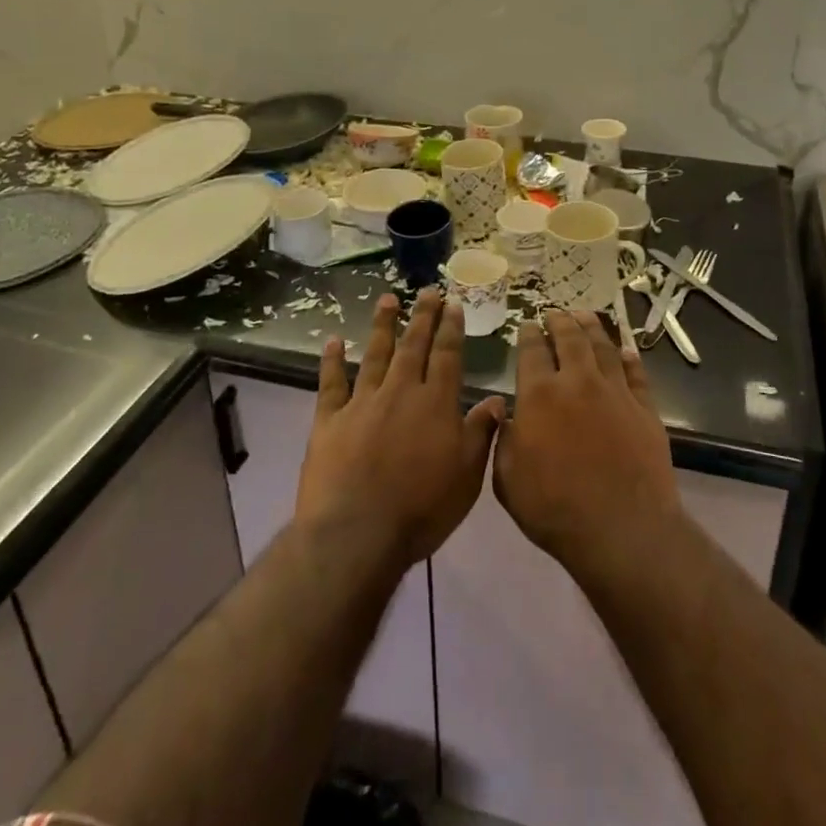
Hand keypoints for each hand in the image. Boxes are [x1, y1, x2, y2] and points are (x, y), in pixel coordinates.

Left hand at [296, 289, 505, 569]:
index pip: (447, 355)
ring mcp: (362, 403)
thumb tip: (496, 399)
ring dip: (382, 325)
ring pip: (375, 354)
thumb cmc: (421, 509)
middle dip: (422, 316)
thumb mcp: (466, 476)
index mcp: (435, 403)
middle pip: (413, 345)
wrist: (356, 535)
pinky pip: (331, 383)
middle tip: (427, 290)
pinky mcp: (329, 420)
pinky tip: (333, 341)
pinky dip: (331, 361)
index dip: (451, 328)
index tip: (453, 303)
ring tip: (387, 299)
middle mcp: (400, 392)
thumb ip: (481, 434)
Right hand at [493, 310, 679, 582]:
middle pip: (569, 338)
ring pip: (603, 346)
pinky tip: (626, 349)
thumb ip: (503, 440)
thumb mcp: (508, 480)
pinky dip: (630, 357)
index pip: (531, 351)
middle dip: (559, 321)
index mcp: (540, 394)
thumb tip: (506, 414)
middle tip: (555, 312)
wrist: (622, 528)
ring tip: (585, 314)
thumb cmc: (555, 508)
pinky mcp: (644, 407)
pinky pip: (636, 372)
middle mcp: (578, 381)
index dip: (528, 334)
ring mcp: (615, 391)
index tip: (527, 324)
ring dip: (592, 326)